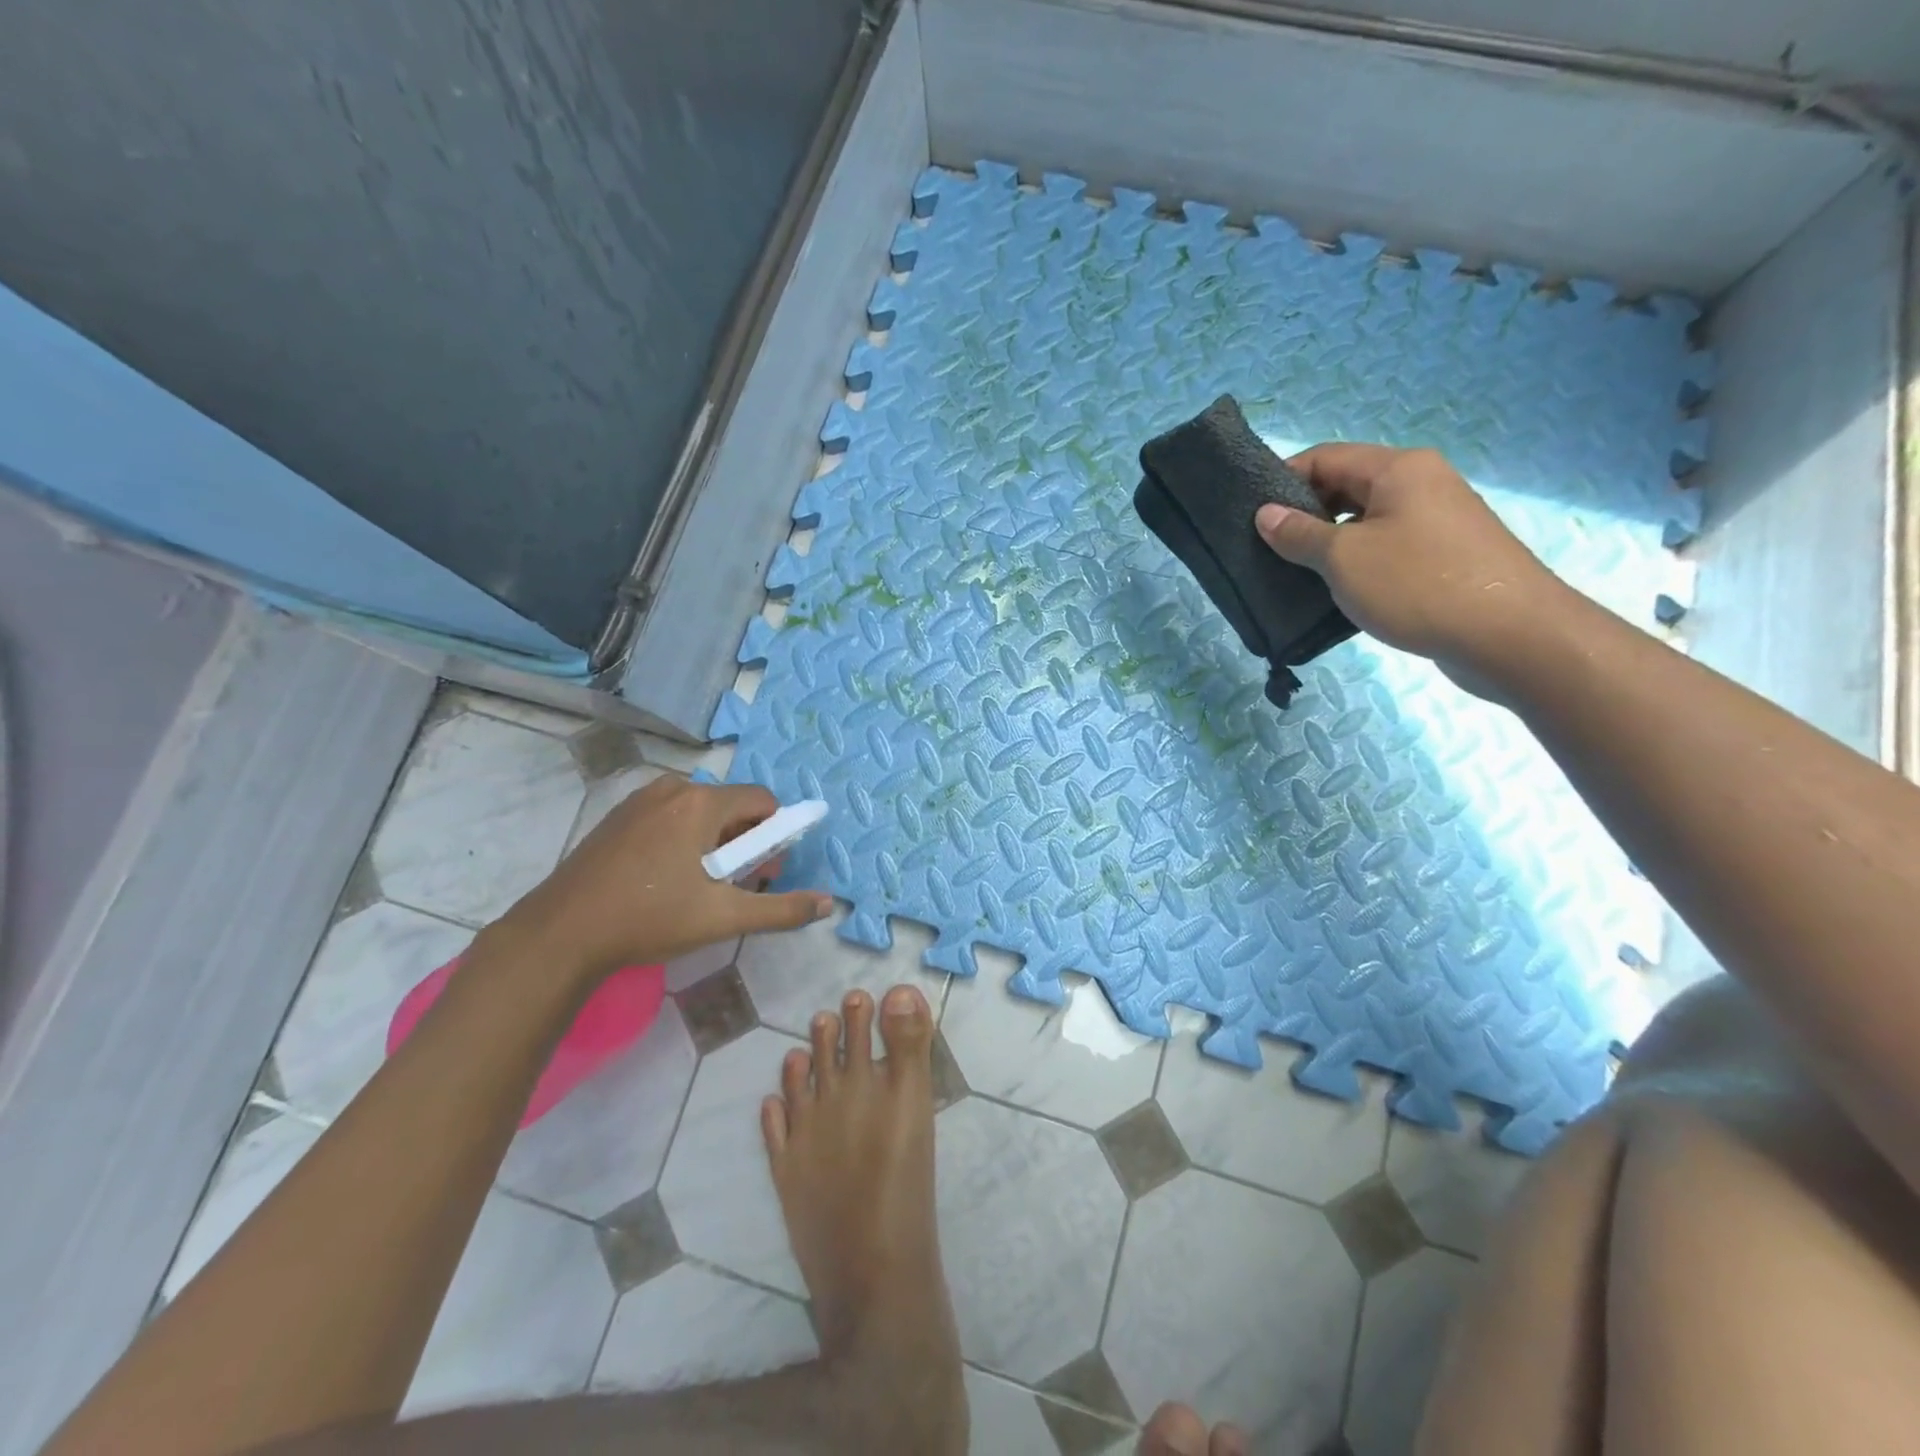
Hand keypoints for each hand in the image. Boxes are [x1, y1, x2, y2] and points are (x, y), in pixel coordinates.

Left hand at [500, 777, 832, 980]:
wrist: (561, 933)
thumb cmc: (650, 919)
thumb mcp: (723, 918)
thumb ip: (781, 908)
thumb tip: (827, 903)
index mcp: (702, 803)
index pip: (764, 801)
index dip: (774, 836)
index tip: (761, 873)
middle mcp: (674, 788)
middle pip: (732, 806)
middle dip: (744, 842)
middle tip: (731, 886)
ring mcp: (641, 799)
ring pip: (700, 812)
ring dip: (714, 842)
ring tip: (696, 886)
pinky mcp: (619, 815)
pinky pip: (670, 816)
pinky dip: (682, 839)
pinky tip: (664, 878)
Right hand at [1254, 444, 1570, 694]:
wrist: (1511, 636)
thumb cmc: (1418, 584)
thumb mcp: (1344, 558)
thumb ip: (1299, 534)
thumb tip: (1266, 514)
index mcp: (1398, 469)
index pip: (1325, 457)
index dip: (1282, 479)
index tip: (1248, 513)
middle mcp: (1421, 484)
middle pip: (1346, 487)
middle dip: (1303, 514)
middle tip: (1264, 548)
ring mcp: (1437, 521)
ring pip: (1366, 521)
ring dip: (1327, 543)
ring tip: (1292, 573)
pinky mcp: (1445, 557)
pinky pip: (1387, 548)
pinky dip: (1356, 563)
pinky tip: (1334, 592)